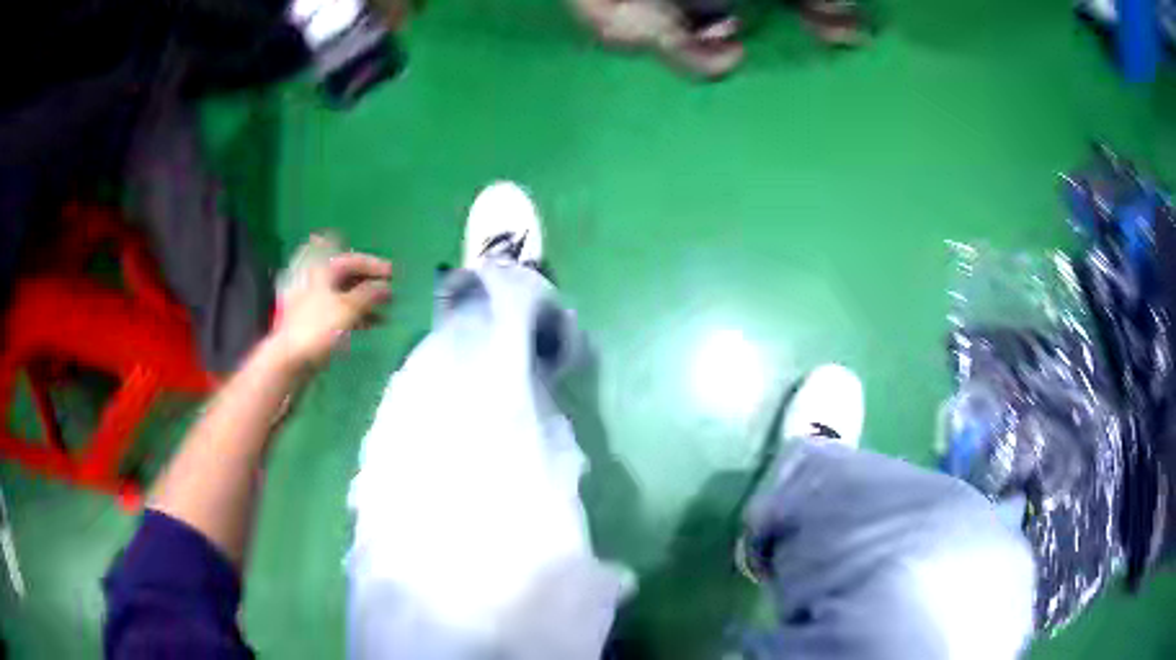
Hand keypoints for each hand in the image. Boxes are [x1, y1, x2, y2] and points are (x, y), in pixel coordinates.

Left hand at [271, 238, 392, 368]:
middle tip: (389, 292)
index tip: (393, 273)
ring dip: (364, 302)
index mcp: (322, 270)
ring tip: (384, 313)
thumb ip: (369, 294)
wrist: (289, 359)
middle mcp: (315, 280)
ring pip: (342, 295)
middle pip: (346, 276)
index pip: (351, 260)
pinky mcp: (311, 321)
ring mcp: (311, 301)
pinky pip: (337, 311)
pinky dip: (353, 315)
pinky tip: (367, 325)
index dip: (374, 265)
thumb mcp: (348, 307)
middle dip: (369, 284)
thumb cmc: (318, 327)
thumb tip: (385, 287)